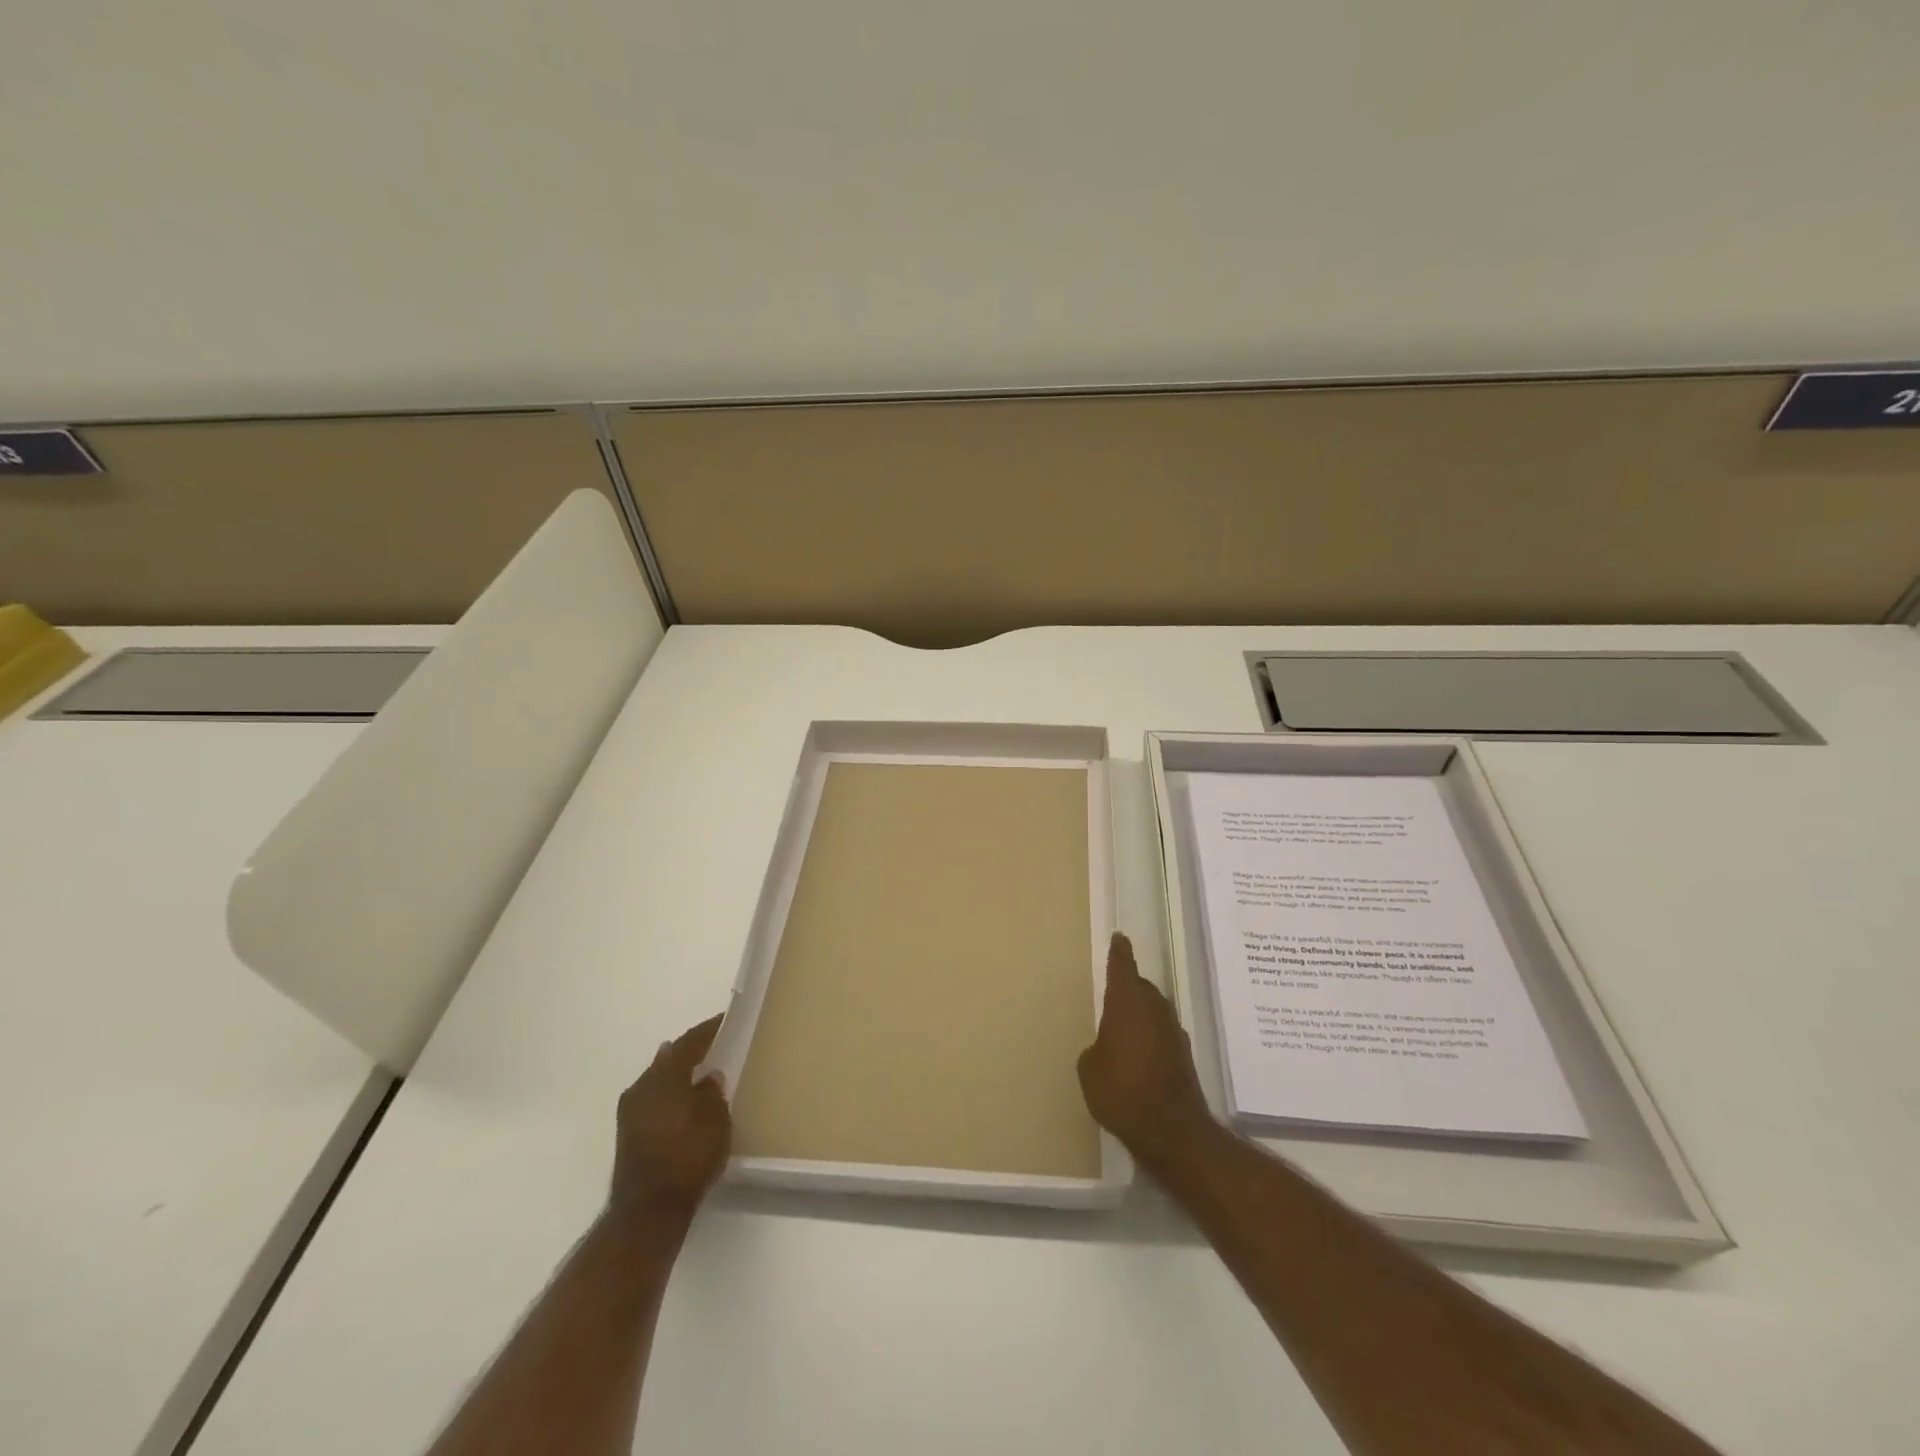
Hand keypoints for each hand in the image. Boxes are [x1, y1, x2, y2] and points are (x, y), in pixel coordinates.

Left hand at [610, 1013, 731, 1219]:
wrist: (648, 1210)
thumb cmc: (688, 1156)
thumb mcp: (715, 1120)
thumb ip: (713, 1092)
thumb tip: (709, 1076)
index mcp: (665, 1075)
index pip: (690, 1042)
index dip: (709, 1029)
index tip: (726, 1019)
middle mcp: (643, 1085)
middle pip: (670, 1058)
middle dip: (691, 1051)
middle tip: (715, 1046)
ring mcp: (631, 1110)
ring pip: (659, 1080)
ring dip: (678, 1074)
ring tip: (700, 1072)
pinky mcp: (628, 1133)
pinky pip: (654, 1100)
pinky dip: (670, 1094)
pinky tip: (684, 1101)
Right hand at [1078, 933, 1213, 1166]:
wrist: (1172, 1131)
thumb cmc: (1121, 1090)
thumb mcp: (1090, 1068)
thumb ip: (1096, 1047)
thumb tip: (1107, 1046)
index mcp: (1127, 1002)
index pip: (1123, 966)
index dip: (1119, 952)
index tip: (1119, 937)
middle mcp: (1154, 1008)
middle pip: (1141, 987)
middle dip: (1128, 989)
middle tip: (1112, 996)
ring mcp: (1173, 1031)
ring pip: (1153, 1011)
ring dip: (1141, 1015)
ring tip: (1123, 1030)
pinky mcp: (1184, 1056)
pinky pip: (1162, 1034)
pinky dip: (1151, 1037)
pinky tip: (1140, 1057)